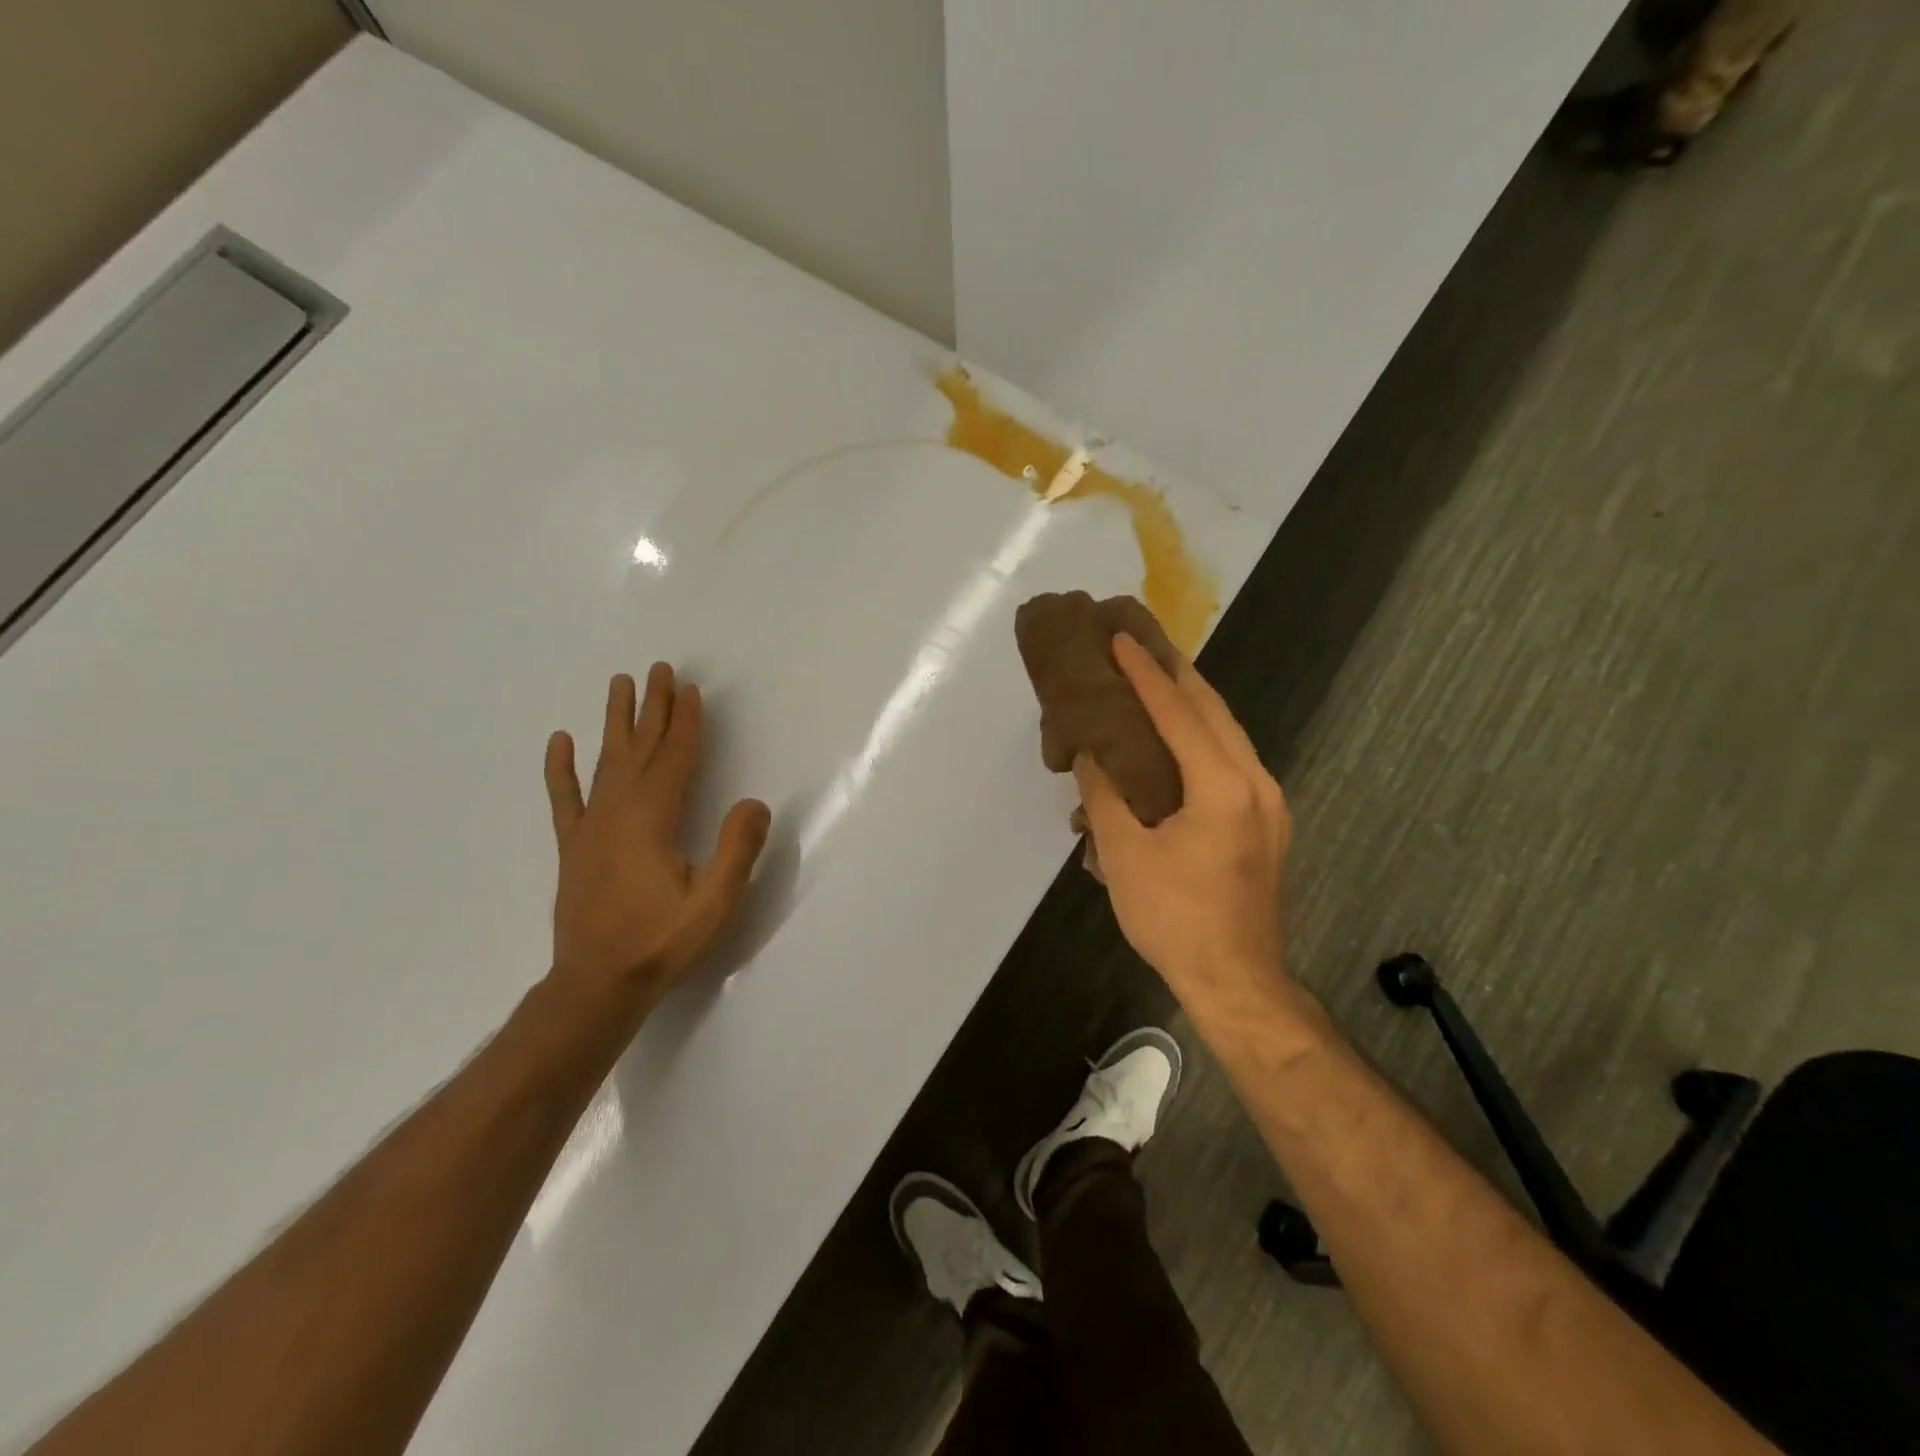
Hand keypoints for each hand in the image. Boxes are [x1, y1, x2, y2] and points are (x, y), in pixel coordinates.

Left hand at [543, 664, 770, 1012]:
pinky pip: (564, 798)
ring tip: (620, 684)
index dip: (685, 723)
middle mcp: (618, 812)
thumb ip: (736, 849)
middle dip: (653, 707)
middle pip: (640, 748)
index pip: (674, 758)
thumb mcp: (714, 902)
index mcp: (652, 820)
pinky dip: (561, 769)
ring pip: (605, 761)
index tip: (690, 689)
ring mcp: (590, 828)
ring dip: (615, 721)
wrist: (596, 984)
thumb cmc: (660, 942)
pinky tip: (560, 741)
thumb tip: (755, 803)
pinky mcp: (574, 847)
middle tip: (659, 669)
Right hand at [1073, 636, 1290, 1005]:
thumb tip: (1090, 753)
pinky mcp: (1267, 821)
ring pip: (1228, 733)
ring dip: (1192, 703)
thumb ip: (1104, 794)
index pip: (1178, 712)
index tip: (1120, 638)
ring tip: (1156, 680)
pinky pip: (1232, 759)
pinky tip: (1178, 739)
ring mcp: (1268, 802)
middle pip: (1213, 710)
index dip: (1145, 674)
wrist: (1236, 979)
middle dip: (1176, 673)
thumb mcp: (1123, 854)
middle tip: (1140, 644)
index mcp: (1221, 786)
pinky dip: (1203, 737)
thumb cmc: (1174, 918)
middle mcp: (1255, 781)